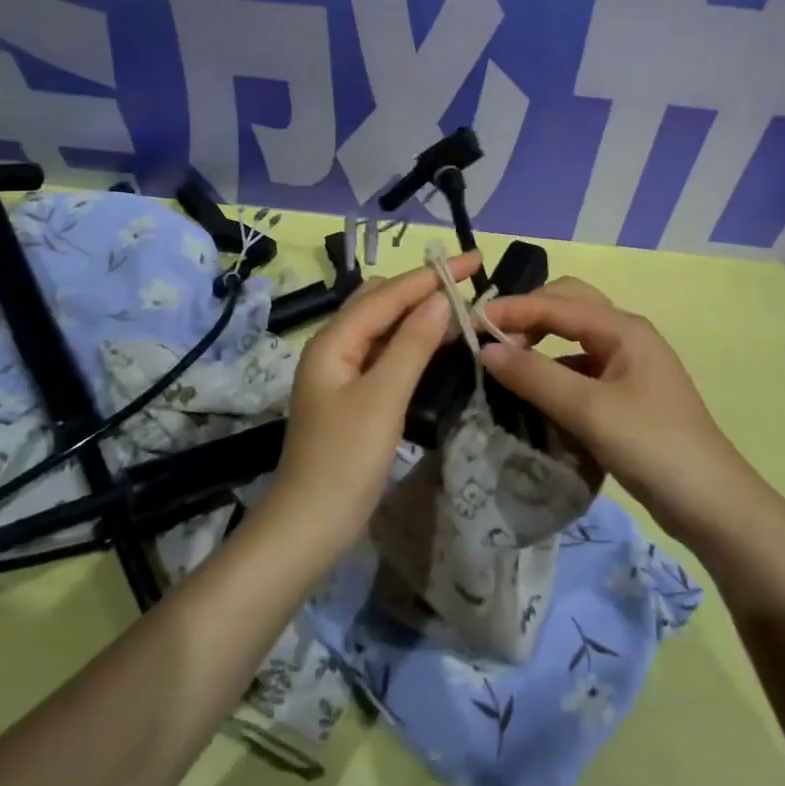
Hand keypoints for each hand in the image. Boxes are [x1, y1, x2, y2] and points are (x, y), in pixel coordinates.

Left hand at [267, 251, 480, 558]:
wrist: (309, 526)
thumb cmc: (345, 460)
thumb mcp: (383, 398)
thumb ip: (412, 344)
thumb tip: (441, 298)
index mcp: (334, 340)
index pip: (389, 294)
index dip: (432, 275)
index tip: (475, 259)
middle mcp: (334, 347)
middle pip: (383, 303)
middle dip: (424, 288)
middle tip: (470, 285)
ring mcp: (341, 372)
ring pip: (384, 328)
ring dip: (419, 315)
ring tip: (461, 308)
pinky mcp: (352, 396)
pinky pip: (385, 354)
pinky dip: (412, 343)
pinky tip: (436, 346)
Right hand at [478, 278, 767, 545]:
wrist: (714, 506)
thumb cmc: (654, 447)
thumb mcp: (590, 411)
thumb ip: (536, 376)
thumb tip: (486, 350)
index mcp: (623, 329)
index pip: (556, 303)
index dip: (511, 309)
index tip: (469, 324)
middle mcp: (625, 337)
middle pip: (567, 306)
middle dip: (527, 315)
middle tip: (490, 339)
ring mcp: (627, 366)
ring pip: (572, 338)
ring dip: (538, 343)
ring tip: (503, 364)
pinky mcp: (625, 395)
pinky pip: (579, 368)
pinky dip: (553, 371)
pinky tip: (532, 394)